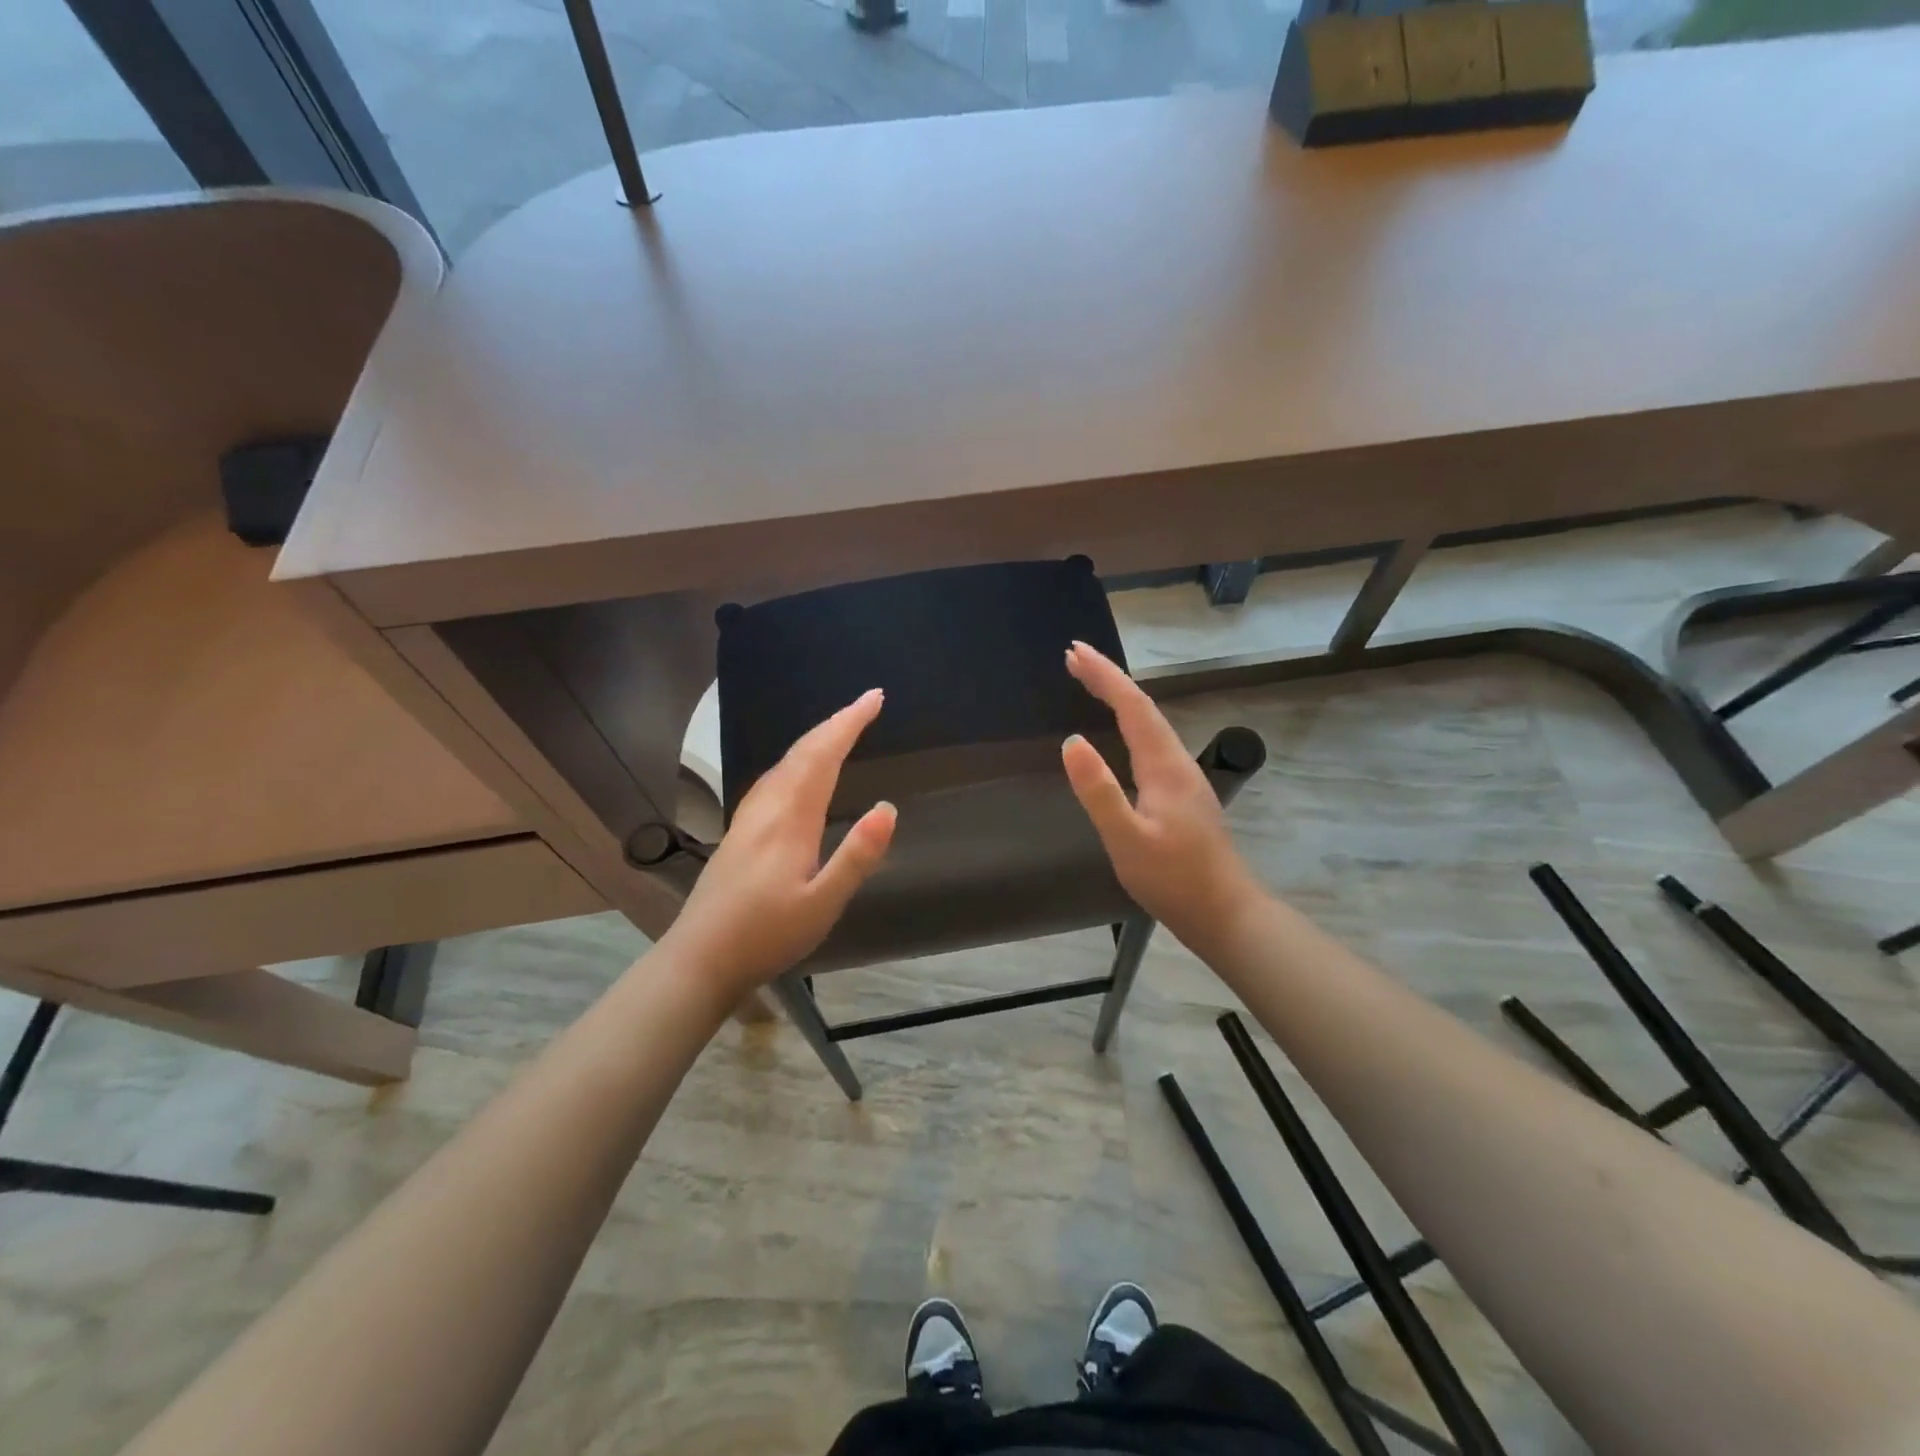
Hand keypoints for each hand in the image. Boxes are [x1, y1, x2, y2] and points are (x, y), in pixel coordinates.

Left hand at [661, 689, 896, 997]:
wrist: (699, 958)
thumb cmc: (766, 935)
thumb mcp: (822, 904)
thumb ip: (856, 856)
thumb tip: (888, 808)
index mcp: (791, 820)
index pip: (823, 756)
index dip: (849, 724)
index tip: (874, 698)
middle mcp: (767, 808)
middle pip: (802, 752)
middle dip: (835, 723)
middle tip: (866, 704)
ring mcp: (748, 819)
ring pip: (784, 763)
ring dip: (814, 739)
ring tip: (840, 730)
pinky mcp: (739, 833)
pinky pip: (773, 779)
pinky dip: (796, 760)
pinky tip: (796, 773)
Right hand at [1061, 642, 1262, 953]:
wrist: (1225, 912)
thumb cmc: (1173, 879)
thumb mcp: (1127, 838)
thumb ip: (1099, 791)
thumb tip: (1071, 742)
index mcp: (1164, 766)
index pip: (1132, 706)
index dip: (1104, 676)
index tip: (1074, 652)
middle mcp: (1177, 762)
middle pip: (1142, 708)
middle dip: (1109, 679)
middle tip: (1074, 658)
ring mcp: (1184, 778)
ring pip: (1149, 724)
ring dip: (1119, 698)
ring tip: (1091, 683)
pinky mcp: (1183, 794)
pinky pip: (1151, 742)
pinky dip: (1129, 723)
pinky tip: (1121, 734)